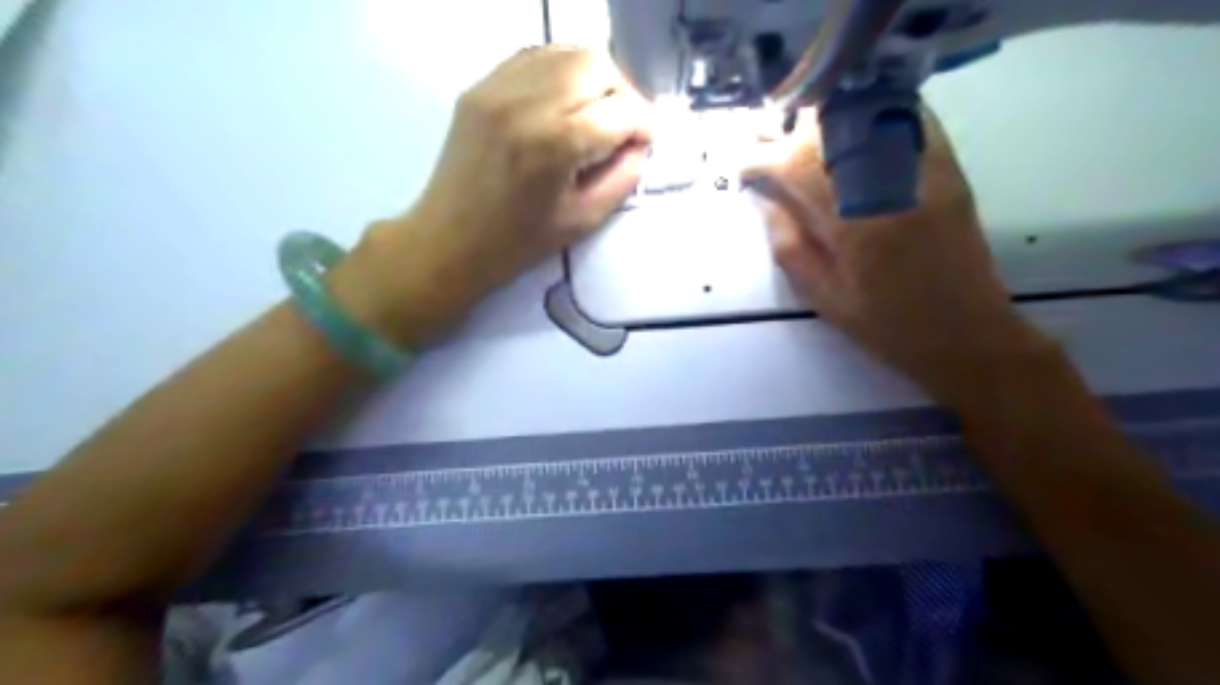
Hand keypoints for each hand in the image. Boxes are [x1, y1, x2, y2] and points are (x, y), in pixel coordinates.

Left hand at [329, 44, 653, 346]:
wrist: (450, 239)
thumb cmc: (519, 241)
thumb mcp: (584, 220)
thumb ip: (623, 177)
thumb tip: (640, 145)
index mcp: (556, 144)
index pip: (621, 109)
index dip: (645, 124)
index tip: (646, 142)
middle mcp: (528, 102)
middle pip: (597, 66)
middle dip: (624, 93)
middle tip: (624, 125)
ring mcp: (498, 87)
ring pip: (567, 53)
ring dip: (595, 79)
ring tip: (598, 112)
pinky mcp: (481, 86)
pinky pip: (535, 58)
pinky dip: (562, 72)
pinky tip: (565, 102)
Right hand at [748, 106, 1053, 402]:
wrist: (966, 333)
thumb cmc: (886, 325)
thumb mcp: (823, 298)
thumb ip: (789, 246)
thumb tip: (766, 199)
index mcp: (852, 225)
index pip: (796, 168)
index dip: (761, 159)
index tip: (742, 165)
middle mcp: (887, 186)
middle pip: (830, 130)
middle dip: (786, 128)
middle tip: (762, 134)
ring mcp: (923, 170)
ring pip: (867, 115)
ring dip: (824, 114)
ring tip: (797, 123)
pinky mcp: (948, 168)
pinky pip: (908, 118)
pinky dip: (874, 109)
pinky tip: (850, 116)